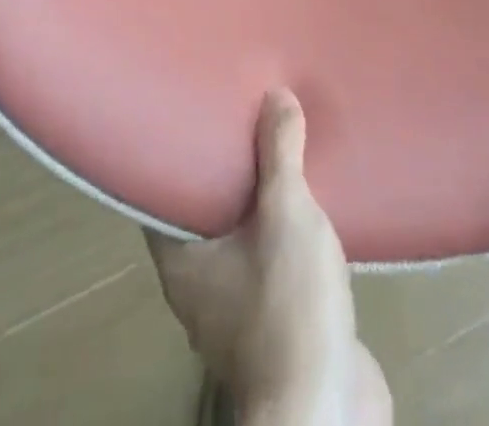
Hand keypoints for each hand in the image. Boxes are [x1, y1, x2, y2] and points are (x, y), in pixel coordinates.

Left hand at [147, 90, 390, 425]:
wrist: (326, 406)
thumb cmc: (286, 304)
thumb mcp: (285, 212)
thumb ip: (279, 152)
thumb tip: (275, 94)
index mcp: (182, 262)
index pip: (161, 194)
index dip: (175, 151)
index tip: (191, 112)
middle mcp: (201, 287)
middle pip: (205, 211)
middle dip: (227, 167)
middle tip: (244, 115)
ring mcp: (240, 309)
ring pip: (244, 237)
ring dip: (262, 200)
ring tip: (281, 149)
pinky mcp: (278, 323)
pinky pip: (275, 260)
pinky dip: (287, 231)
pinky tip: (311, 203)